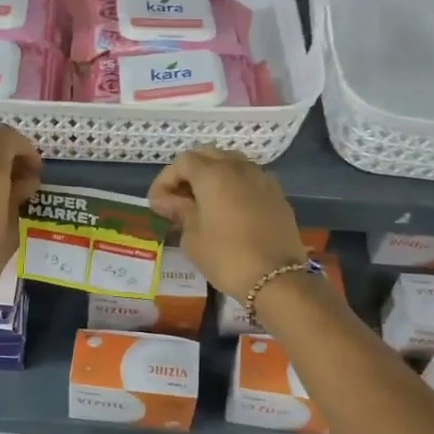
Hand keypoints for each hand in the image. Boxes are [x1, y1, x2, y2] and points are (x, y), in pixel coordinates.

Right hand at [147, 147, 306, 300]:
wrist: (276, 278)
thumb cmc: (226, 257)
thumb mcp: (193, 237)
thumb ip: (180, 211)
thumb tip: (166, 200)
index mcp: (213, 174)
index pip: (183, 162)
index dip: (165, 180)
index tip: (157, 203)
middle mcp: (238, 167)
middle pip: (208, 155)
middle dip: (189, 172)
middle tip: (178, 198)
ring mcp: (261, 178)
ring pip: (231, 163)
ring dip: (213, 176)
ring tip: (202, 202)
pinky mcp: (277, 194)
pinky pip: (249, 179)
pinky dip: (234, 186)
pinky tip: (228, 209)